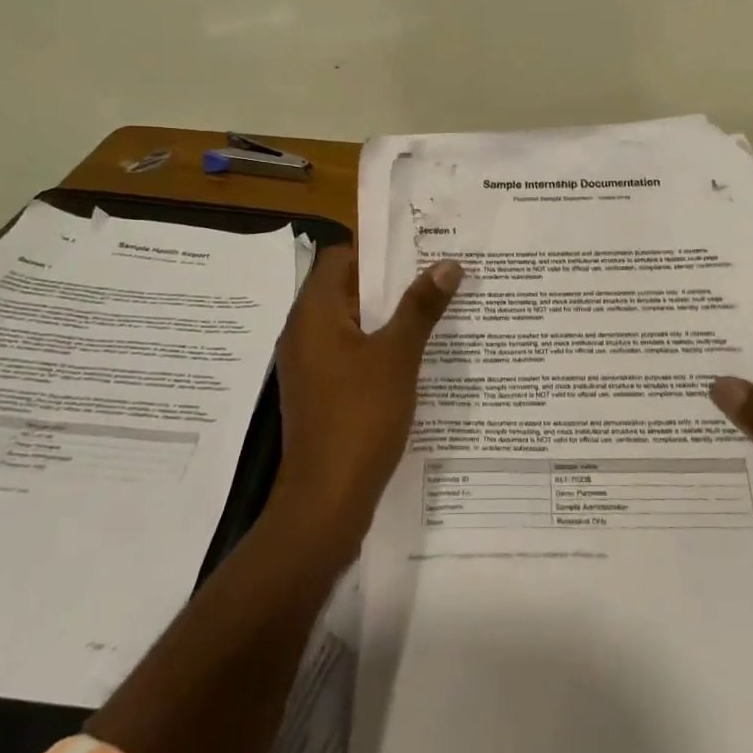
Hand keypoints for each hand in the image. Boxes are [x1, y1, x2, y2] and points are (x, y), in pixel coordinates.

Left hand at [269, 246, 461, 559]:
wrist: (326, 502)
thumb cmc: (359, 417)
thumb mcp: (398, 356)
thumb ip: (421, 307)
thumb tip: (448, 264)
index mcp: (314, 313)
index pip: (340, 257)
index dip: (377, 250)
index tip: (419, 250)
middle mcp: (304, 333)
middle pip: (346, 288)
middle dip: (391, 283)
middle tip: (437, 276)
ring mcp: (310, 365)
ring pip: (351, 323)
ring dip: (388, 316)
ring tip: (433, 311)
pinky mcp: (319, 392)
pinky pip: (349, 353)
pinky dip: (377, 347)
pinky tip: (413, 357)